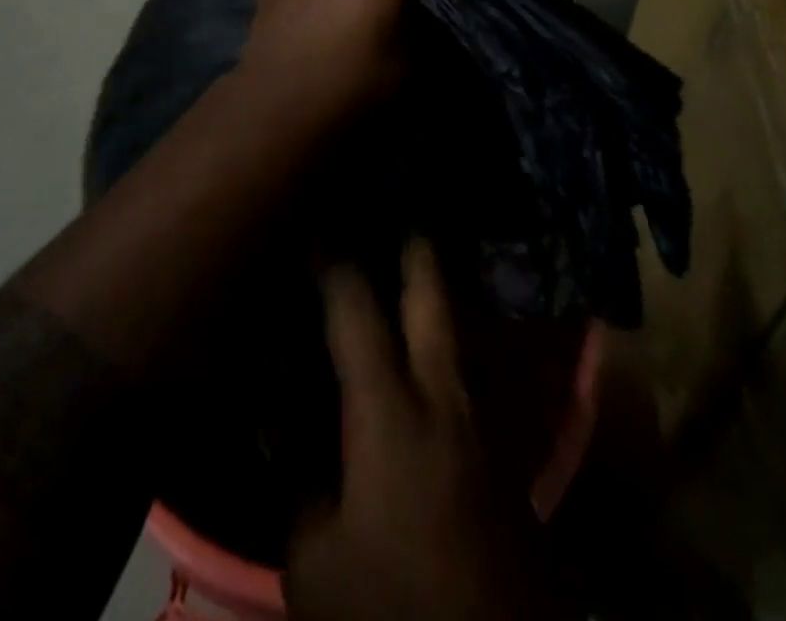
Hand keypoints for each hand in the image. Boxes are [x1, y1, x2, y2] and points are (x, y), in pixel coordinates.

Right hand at [286, 242, 570, 620]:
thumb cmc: (395, 604)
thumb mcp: (318, 565)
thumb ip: (297, 487)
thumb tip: (280, 429)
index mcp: (389, 408)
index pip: (355, 310)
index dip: (331, 262)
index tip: (313, 224)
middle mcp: (442, 391)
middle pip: (432, 291)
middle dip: (411, 243)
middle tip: (391, 204)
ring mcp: (482, 413)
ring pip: (462, 321)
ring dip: (439, 283)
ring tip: (419, 253)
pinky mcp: (505, 444)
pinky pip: (475, 364)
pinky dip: (454, 334)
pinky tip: (442, 334)